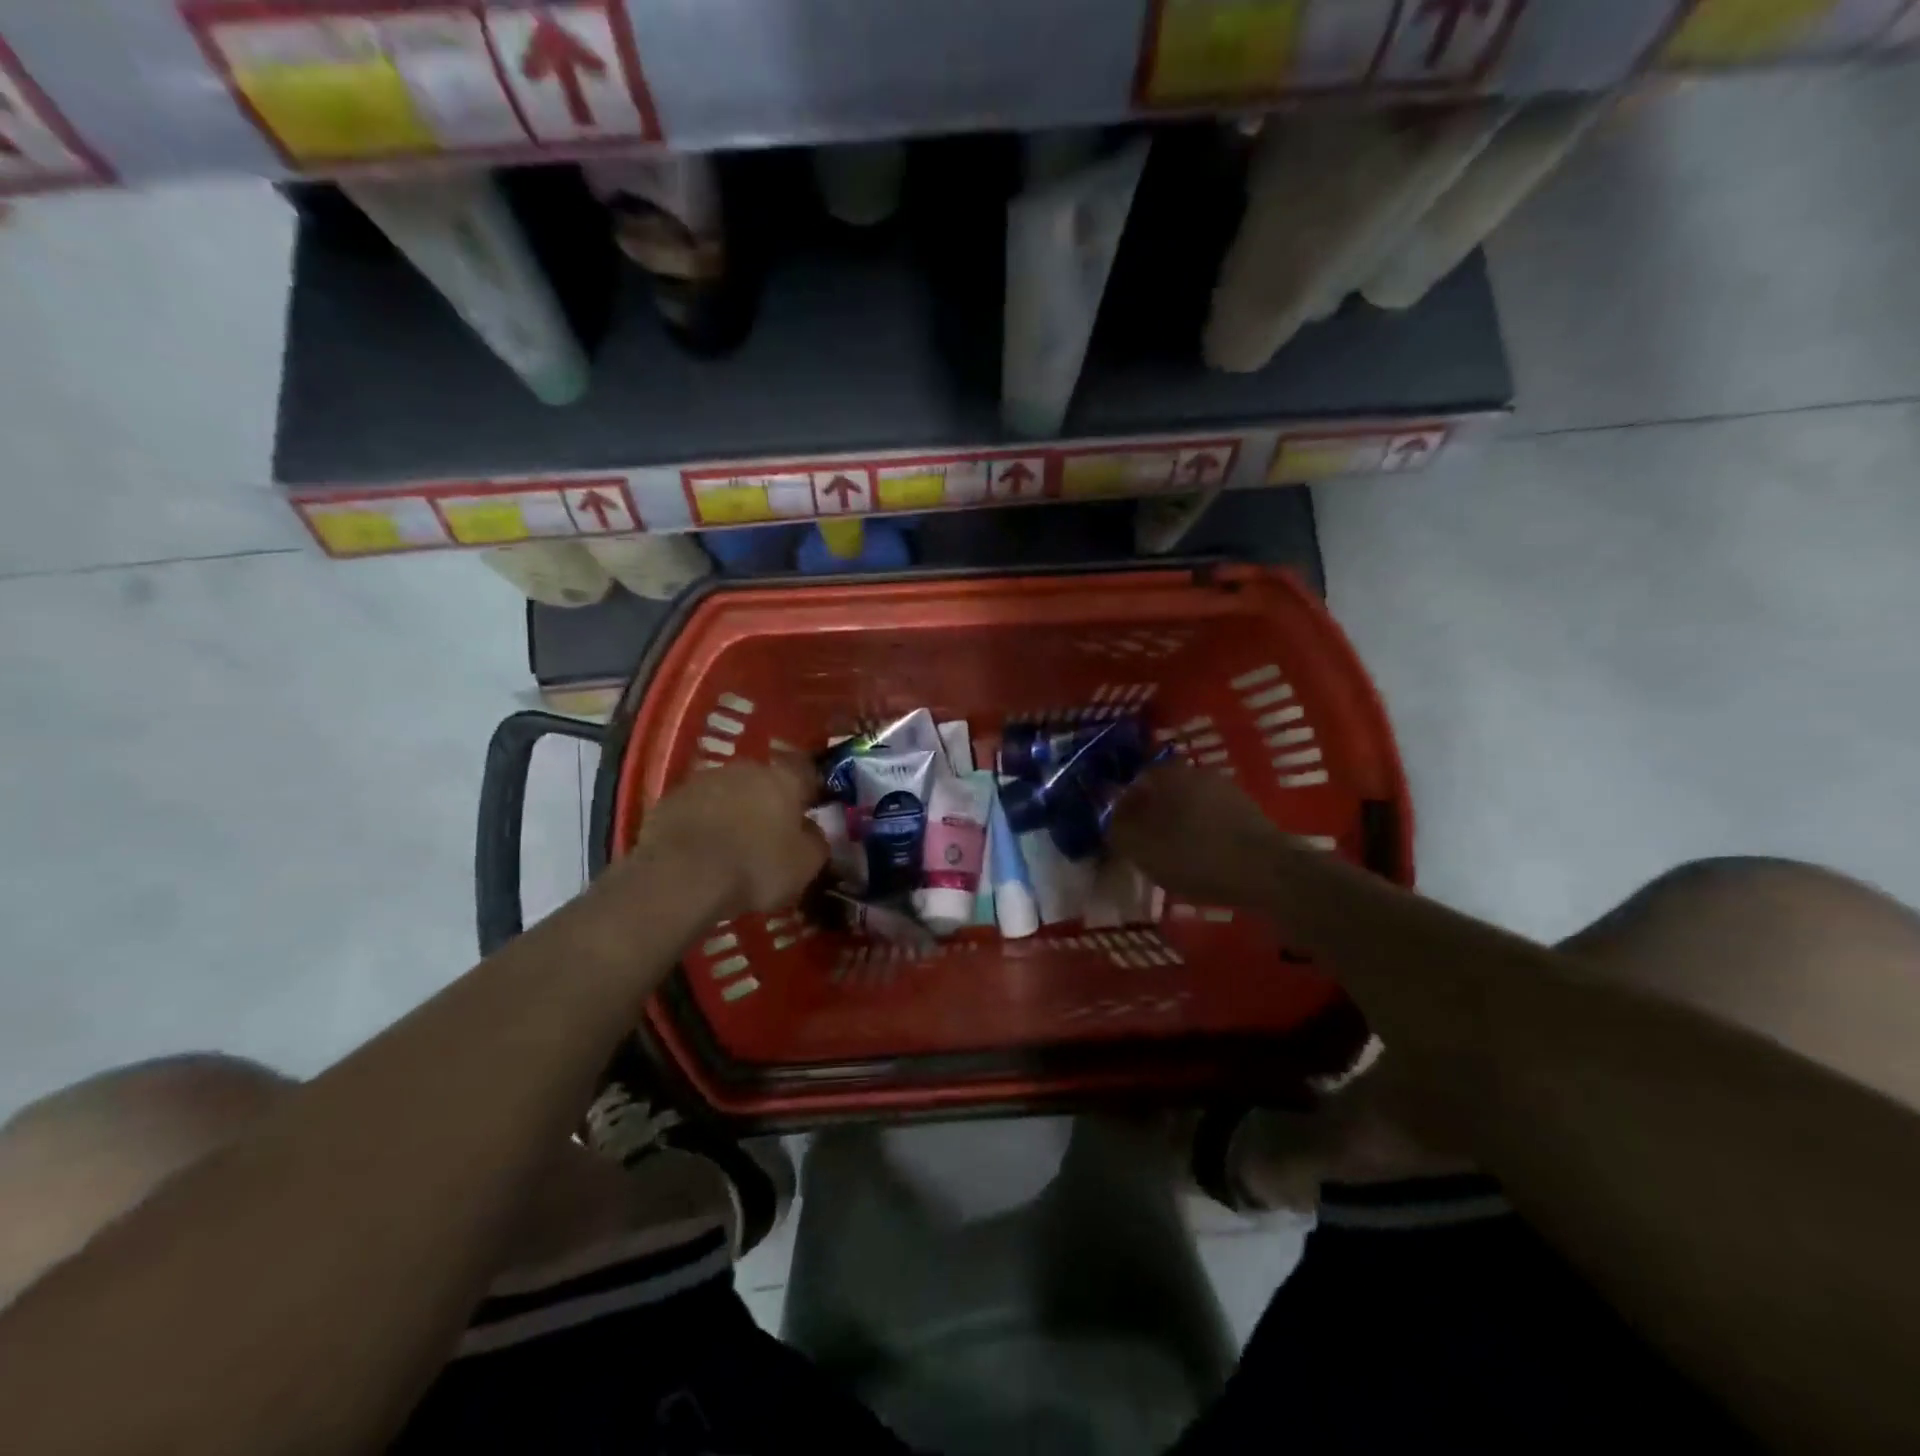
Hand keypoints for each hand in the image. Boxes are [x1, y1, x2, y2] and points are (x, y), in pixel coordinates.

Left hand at [625, 757, 827, 920]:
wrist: (680, 877)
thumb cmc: (755, 867)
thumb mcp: (805, 865)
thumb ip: (816, 842)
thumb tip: (811, 832)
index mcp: (784, 778)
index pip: (807, 774)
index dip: (811, 792)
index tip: (810, 813)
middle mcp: (745, 769)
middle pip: (764, 781)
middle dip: (768, 802)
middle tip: (769, 834)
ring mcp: (704, 780)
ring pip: (728, 792)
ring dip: (733, 811)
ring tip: (731, 846)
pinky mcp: (670, 799)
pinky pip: (696, 809)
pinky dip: (702, 824)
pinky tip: (701, 851)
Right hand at [1109, 763, 1285, 901]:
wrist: (1269, 873)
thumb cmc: (1195, 856)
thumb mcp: (1141, 847)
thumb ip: (1117, 827)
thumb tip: (1107, 812)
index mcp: (1168, 773)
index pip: (1134, 780)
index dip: (1122, 806)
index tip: (1119, 832)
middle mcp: (1197, 773)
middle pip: (1163, 792)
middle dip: (1150, 815)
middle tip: (1143, 846)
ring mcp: (1227, 791)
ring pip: (1188, 806)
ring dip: (1177, 826)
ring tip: (1171, 857)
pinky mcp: (1249, 813)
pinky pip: (1212, 821)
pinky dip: (1201, 836)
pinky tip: (1200, 861)